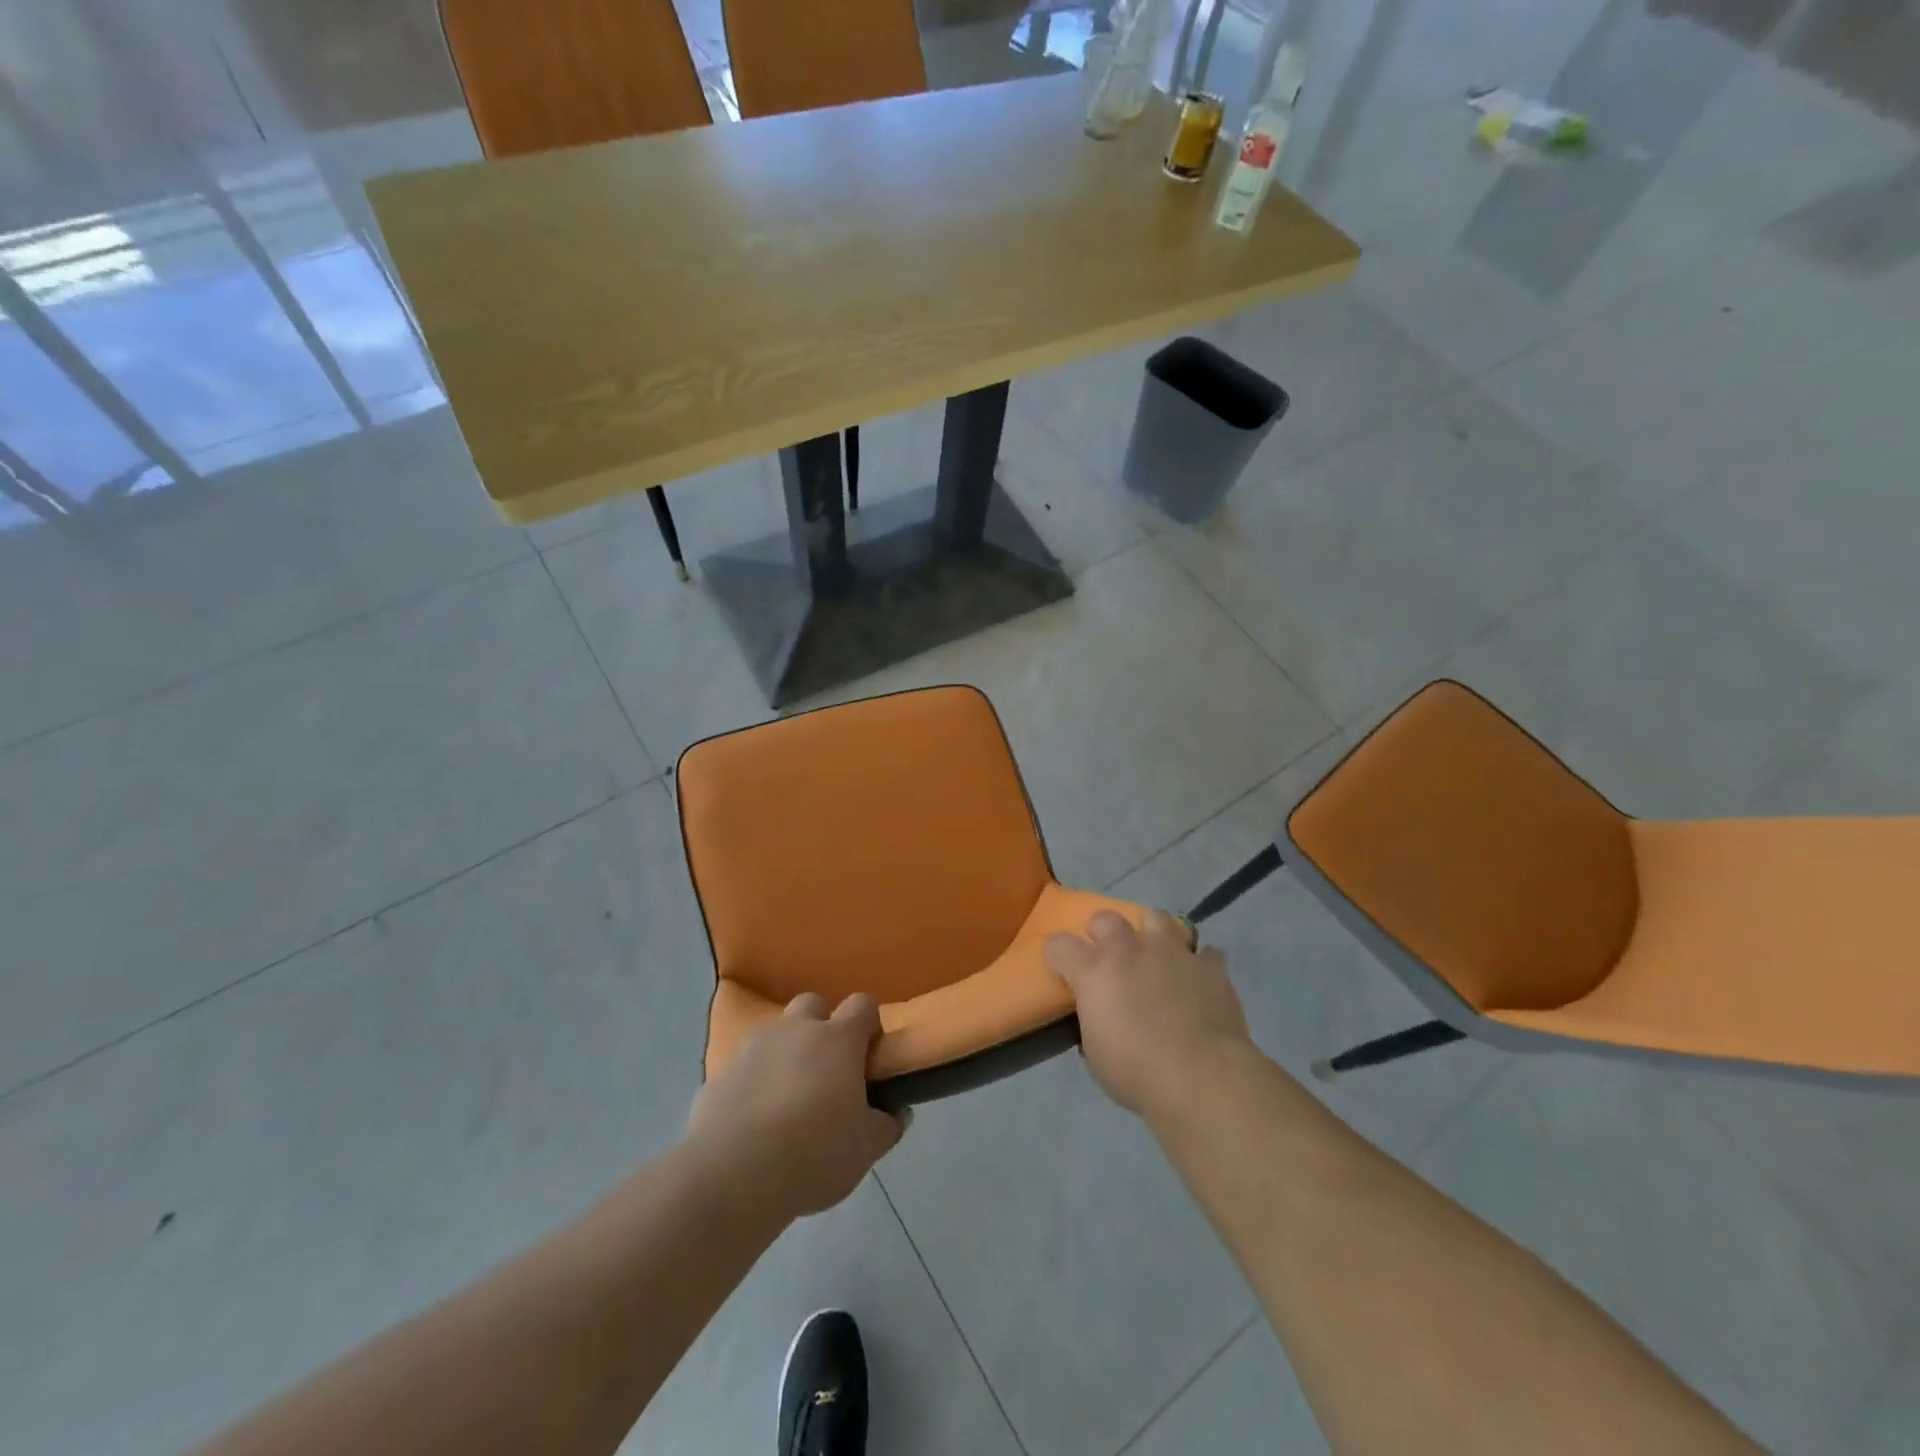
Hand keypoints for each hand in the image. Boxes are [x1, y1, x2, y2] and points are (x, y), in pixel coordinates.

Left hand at [685, 993, 905, 1220]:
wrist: (732, 1176)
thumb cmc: (814, 1154)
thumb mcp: (866, 1149)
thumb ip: (887, 1124)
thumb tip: (897, 1110)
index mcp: (838, 1040)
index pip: (863, 1005)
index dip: (869, 1026)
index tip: (869, 1058)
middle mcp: (796, 1031)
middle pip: (813, 1004)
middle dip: (821, 1027)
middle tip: (826, 1072)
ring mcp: (753, 1048)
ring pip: (775, 1035)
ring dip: (785, 1054)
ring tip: (787, 1100)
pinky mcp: (719, 1075)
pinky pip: (745, 1068)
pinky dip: (753, 1083)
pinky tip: (754, 1123)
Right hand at [1046, 909, 1251, 1117]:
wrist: (1201, 1078)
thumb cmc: (1136, 1072)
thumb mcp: (1095, 1052)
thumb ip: (1093, 1019)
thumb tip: (1100, 1014)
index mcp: (1094, 970)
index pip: (1059, 945)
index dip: (1058, 956)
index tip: (1062, 969)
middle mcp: (1130, 949)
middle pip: (1106, 918)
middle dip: (1103, 933)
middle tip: (1110, 960)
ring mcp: (1172, 951)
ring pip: (1156, 917)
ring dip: (1151, 933)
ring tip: (1155, 956)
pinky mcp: (1209, 966)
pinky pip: (1205, 953)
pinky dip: (1199, 964)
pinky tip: (1198, 980)